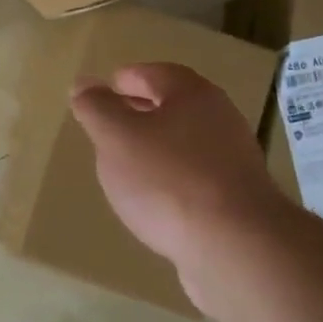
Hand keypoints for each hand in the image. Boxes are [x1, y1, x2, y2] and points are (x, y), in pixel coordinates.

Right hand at [70, 63, 289, 309]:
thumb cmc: (168, 180)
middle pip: (174, 106)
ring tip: (126, 164)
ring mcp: (233, 161)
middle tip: (109, 125)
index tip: (103, 91)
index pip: (155, 73)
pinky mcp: (238, 199)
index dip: (126, 79)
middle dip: (140, 111)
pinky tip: (155, 200)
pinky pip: (196, 177)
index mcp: (192, 95)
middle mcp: (220, 119)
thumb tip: (84, 83)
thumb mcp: (116, 138)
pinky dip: (173, 178)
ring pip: (186, 142)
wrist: (236, 248)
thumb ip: (97, 108)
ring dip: (157, 147)